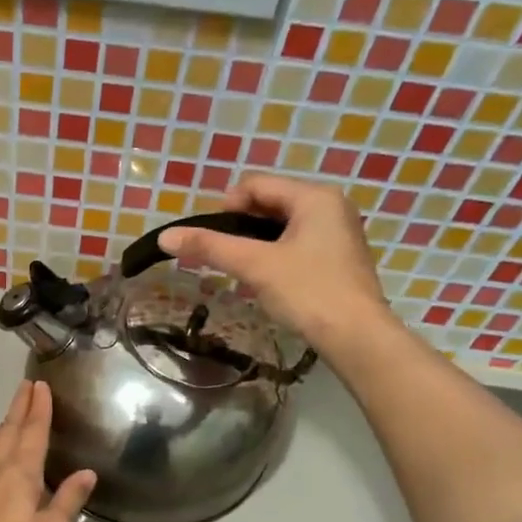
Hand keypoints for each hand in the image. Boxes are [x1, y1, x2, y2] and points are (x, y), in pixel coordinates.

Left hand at [0, 381, 95, 521]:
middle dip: (19, 407)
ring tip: (16, 415)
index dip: (39, 408)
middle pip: (9, 431)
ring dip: (8, 426)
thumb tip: (86, 472)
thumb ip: (68, 501)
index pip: (32, 432)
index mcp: (20, 474)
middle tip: (27, 386)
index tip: (41, 385)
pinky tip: (3, 460)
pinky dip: (1, 449)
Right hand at [157, 174, 388, 354]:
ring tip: (240, 271)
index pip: (256, 184)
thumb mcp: (254, 266)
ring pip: (283, 226)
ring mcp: (339, 233)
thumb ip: (210, 247)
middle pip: (271, 203)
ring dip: (256, 244)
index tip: (210, 237)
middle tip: (221, 256)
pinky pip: (298, 245)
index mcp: (314, 196)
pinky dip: (275, 256)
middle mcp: (331, 206)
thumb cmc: (307, 292)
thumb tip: (165, 236)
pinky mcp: (339, 259)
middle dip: (241, 226)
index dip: (226, 206)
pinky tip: (265, 282)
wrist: (356, 336)